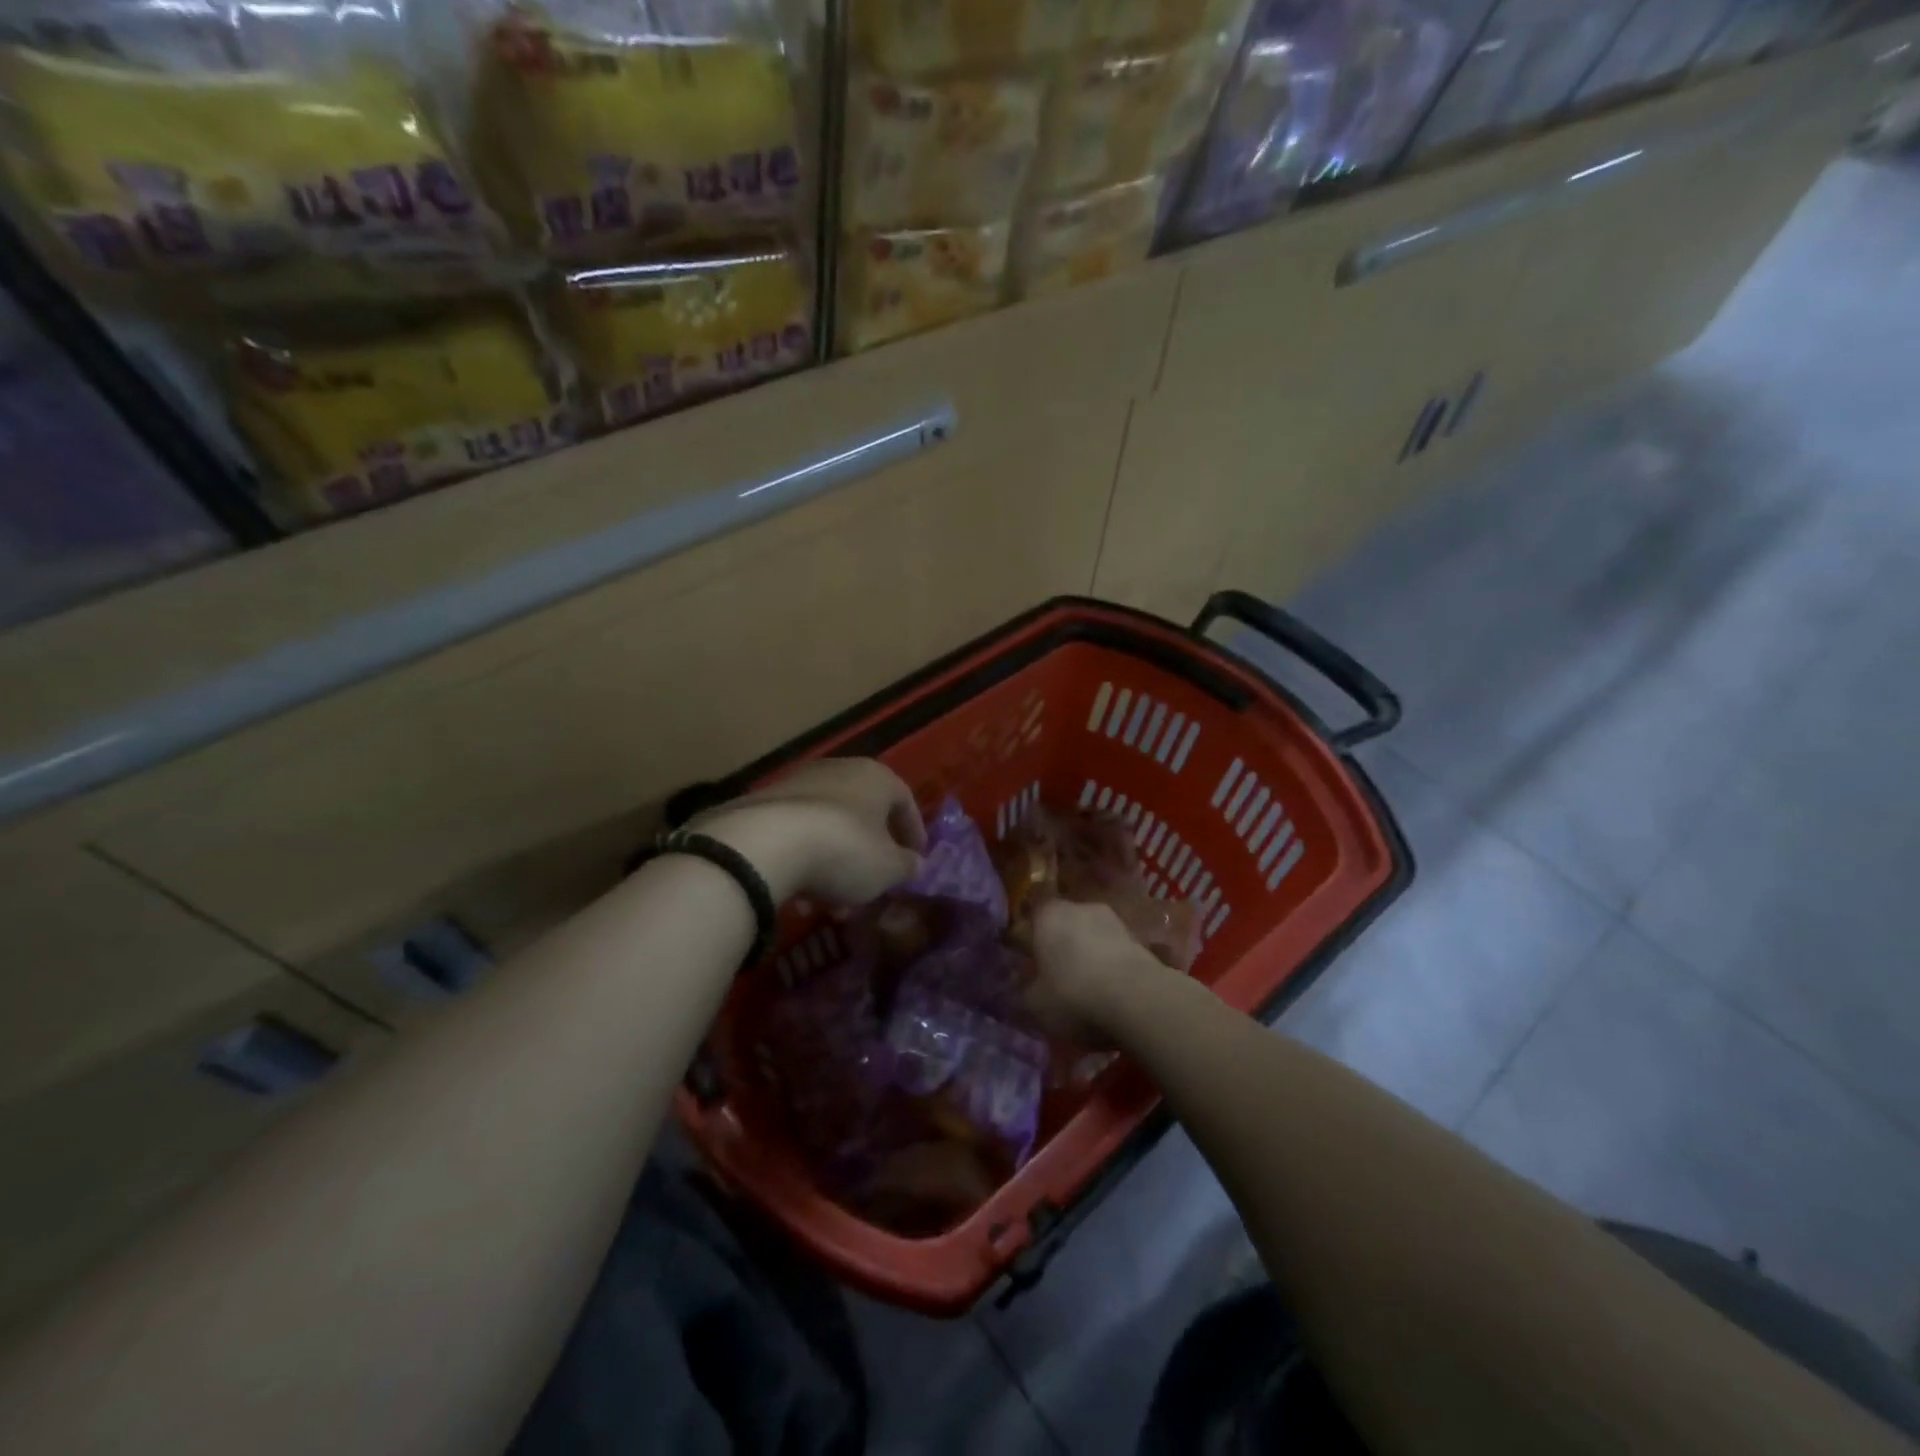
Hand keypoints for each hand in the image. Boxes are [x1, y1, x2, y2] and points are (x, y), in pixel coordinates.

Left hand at [694, 759, 926, 905]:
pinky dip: (805, 860)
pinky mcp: (764, 802)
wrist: (766, 843)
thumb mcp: (887, 868)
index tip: (915, 859)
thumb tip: (915, 865)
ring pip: (828, 826)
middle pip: (863, 813)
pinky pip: (797, 833)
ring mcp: (798, 783)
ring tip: (834, 902)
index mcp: (876, 776)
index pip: (904, 800)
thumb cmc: (845, 850)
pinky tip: (801, 894)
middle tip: (874, 885)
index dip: (913, 832)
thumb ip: (906, 866)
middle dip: (870, 853)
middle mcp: (838, 769)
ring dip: (836, 862)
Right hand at [1025, 899, 1166, 1046]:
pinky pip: (1113, 948)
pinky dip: (1109, 963)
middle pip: (1062, 924)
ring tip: (1085, 983)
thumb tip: (1023, 987)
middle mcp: (1079, 907)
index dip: (1024, 940)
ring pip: (1090, 934)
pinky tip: (1109, 987)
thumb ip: (1024, 992)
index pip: (1029, 920)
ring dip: (1086, 952)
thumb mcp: (1035, 1004)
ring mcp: (1112, 919)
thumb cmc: (1074, 995)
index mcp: (1047, 915)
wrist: (1139, 999)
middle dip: (1058, 944)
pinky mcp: (1138, 937)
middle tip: (1053, 973)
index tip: (1023, 961)